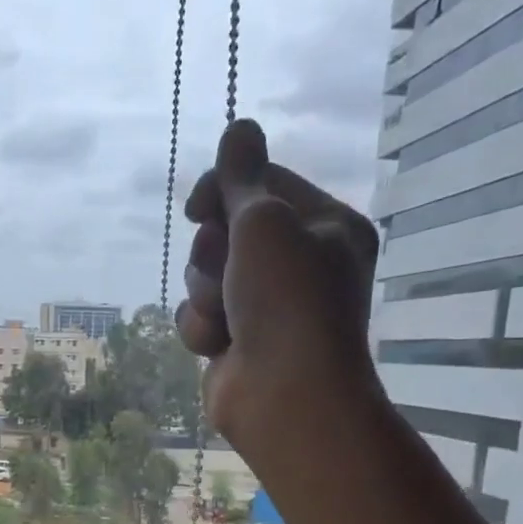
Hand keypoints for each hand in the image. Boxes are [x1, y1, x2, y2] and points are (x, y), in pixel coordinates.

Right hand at [177, 119, 384, 456]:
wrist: (285, 396)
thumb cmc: (288, 301)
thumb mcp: (266, 223)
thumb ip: (243, 177)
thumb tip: (240, 127)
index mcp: (324, 225)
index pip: (263, 184)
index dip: (224, 189)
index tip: (198, 205)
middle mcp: (297, 263)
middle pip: (226, 230)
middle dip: (214, 252)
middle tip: (228, 272)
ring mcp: (264, 306)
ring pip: (205, 275)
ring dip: (205, 293)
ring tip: (226, 318)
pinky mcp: (234, 341)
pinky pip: (198, 315)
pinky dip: (201, 328)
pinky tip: (218, 346)